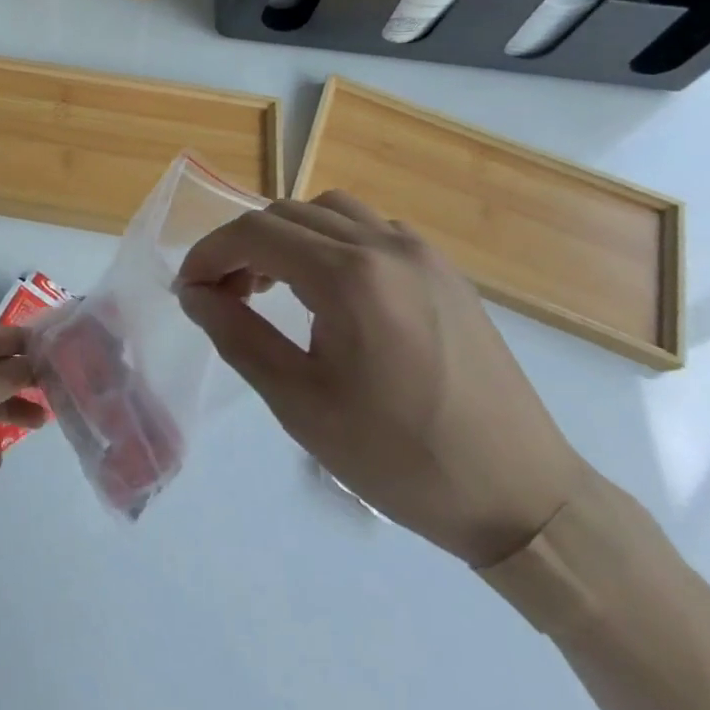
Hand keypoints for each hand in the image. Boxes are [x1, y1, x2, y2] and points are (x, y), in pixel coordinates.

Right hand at [175, 192, 583, 566]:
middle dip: (242, 245)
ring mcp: (422, 253)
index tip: (188, 289)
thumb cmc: (400, 458)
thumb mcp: (300, 404)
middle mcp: (385, 245)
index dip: (209, 253)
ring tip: (273, 285)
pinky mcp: (444, 271)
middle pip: (287, 214)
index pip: (255, 233)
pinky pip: (371, 230)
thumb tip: (194, 293)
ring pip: (329, 212)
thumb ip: (237, 336)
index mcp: (349, 276)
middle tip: (223, 294)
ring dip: (287, 236)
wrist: (521, 497)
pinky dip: (331, 242)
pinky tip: (332, 292)